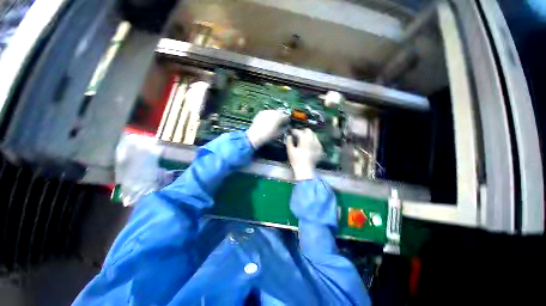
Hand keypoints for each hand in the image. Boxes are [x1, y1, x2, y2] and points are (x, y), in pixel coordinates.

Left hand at [246, 110, 288, 147]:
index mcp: (280, 117)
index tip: (287, 125)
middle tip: (280, 124)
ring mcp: (267, 111)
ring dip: (275, 116)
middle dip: (281, 118)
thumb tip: (287, 126)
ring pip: (274, 112)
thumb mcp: (279, 134)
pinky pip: (267, 113)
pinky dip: (269, 116)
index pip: (287, 117)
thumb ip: (285, 129)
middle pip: (281, 113)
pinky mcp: (261, 112)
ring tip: (273, 123)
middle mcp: (274, 112)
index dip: (288, 121)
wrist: (256, 135)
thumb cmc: (269, 136)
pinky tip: (267, 122)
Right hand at [285, 128, 322, 180]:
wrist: (305, 169)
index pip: (299, 131)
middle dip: (303, 131)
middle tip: (298, 134)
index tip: (291, 132)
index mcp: (305, 139)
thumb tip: (289, 136)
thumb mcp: (290, 150)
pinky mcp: (320, 150)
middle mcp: (313, 140)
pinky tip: (310, 146)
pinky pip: (317, 142)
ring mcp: (318, 145)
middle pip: (309, 131)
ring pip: (314, 136)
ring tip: (304, 139)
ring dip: (309, 136)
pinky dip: (313, 142)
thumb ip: (289, 141)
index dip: (294, 131)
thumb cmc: (296, 160)